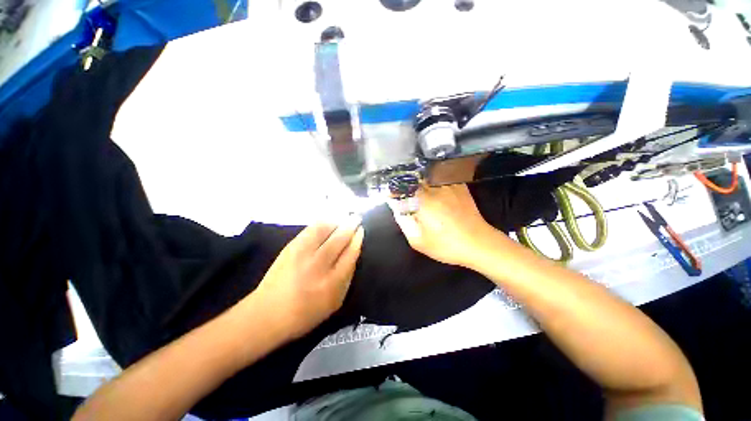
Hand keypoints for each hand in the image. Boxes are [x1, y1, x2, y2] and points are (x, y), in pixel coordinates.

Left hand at [252, 216, 363, 339]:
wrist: (267, 313)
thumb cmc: (305, 313)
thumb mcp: (334, 302)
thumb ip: (347, 278)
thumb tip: (353, 253)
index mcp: (332, 283)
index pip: (350, 254)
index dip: (357, 240)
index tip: (361, 231)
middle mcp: (318, 266)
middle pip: (339, 239)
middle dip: (350, 226)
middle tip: (356, 218)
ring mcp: (302, 254)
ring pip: (325, 230)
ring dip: (337, 221)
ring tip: (343, 217)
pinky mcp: (290, 248)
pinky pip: (310, 229)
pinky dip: (322, 222)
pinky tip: (328, 220)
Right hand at [392, 184, 497, 267]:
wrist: (479, 243)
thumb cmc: (447, 245)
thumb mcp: (418, 241)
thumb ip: (404, 222)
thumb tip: (397, 207)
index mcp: (424, 201)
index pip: (401, 186)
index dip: (392, 190)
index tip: (390, 195)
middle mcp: (435, 188)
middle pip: (413, 177)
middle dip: (404, 184)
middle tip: (402, 194)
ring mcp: (448, 184)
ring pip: (425, 175)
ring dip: (417, 181)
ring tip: (416, 191)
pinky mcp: (458, 185)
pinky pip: (439, 178)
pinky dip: (431, 181)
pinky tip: (432, 191)